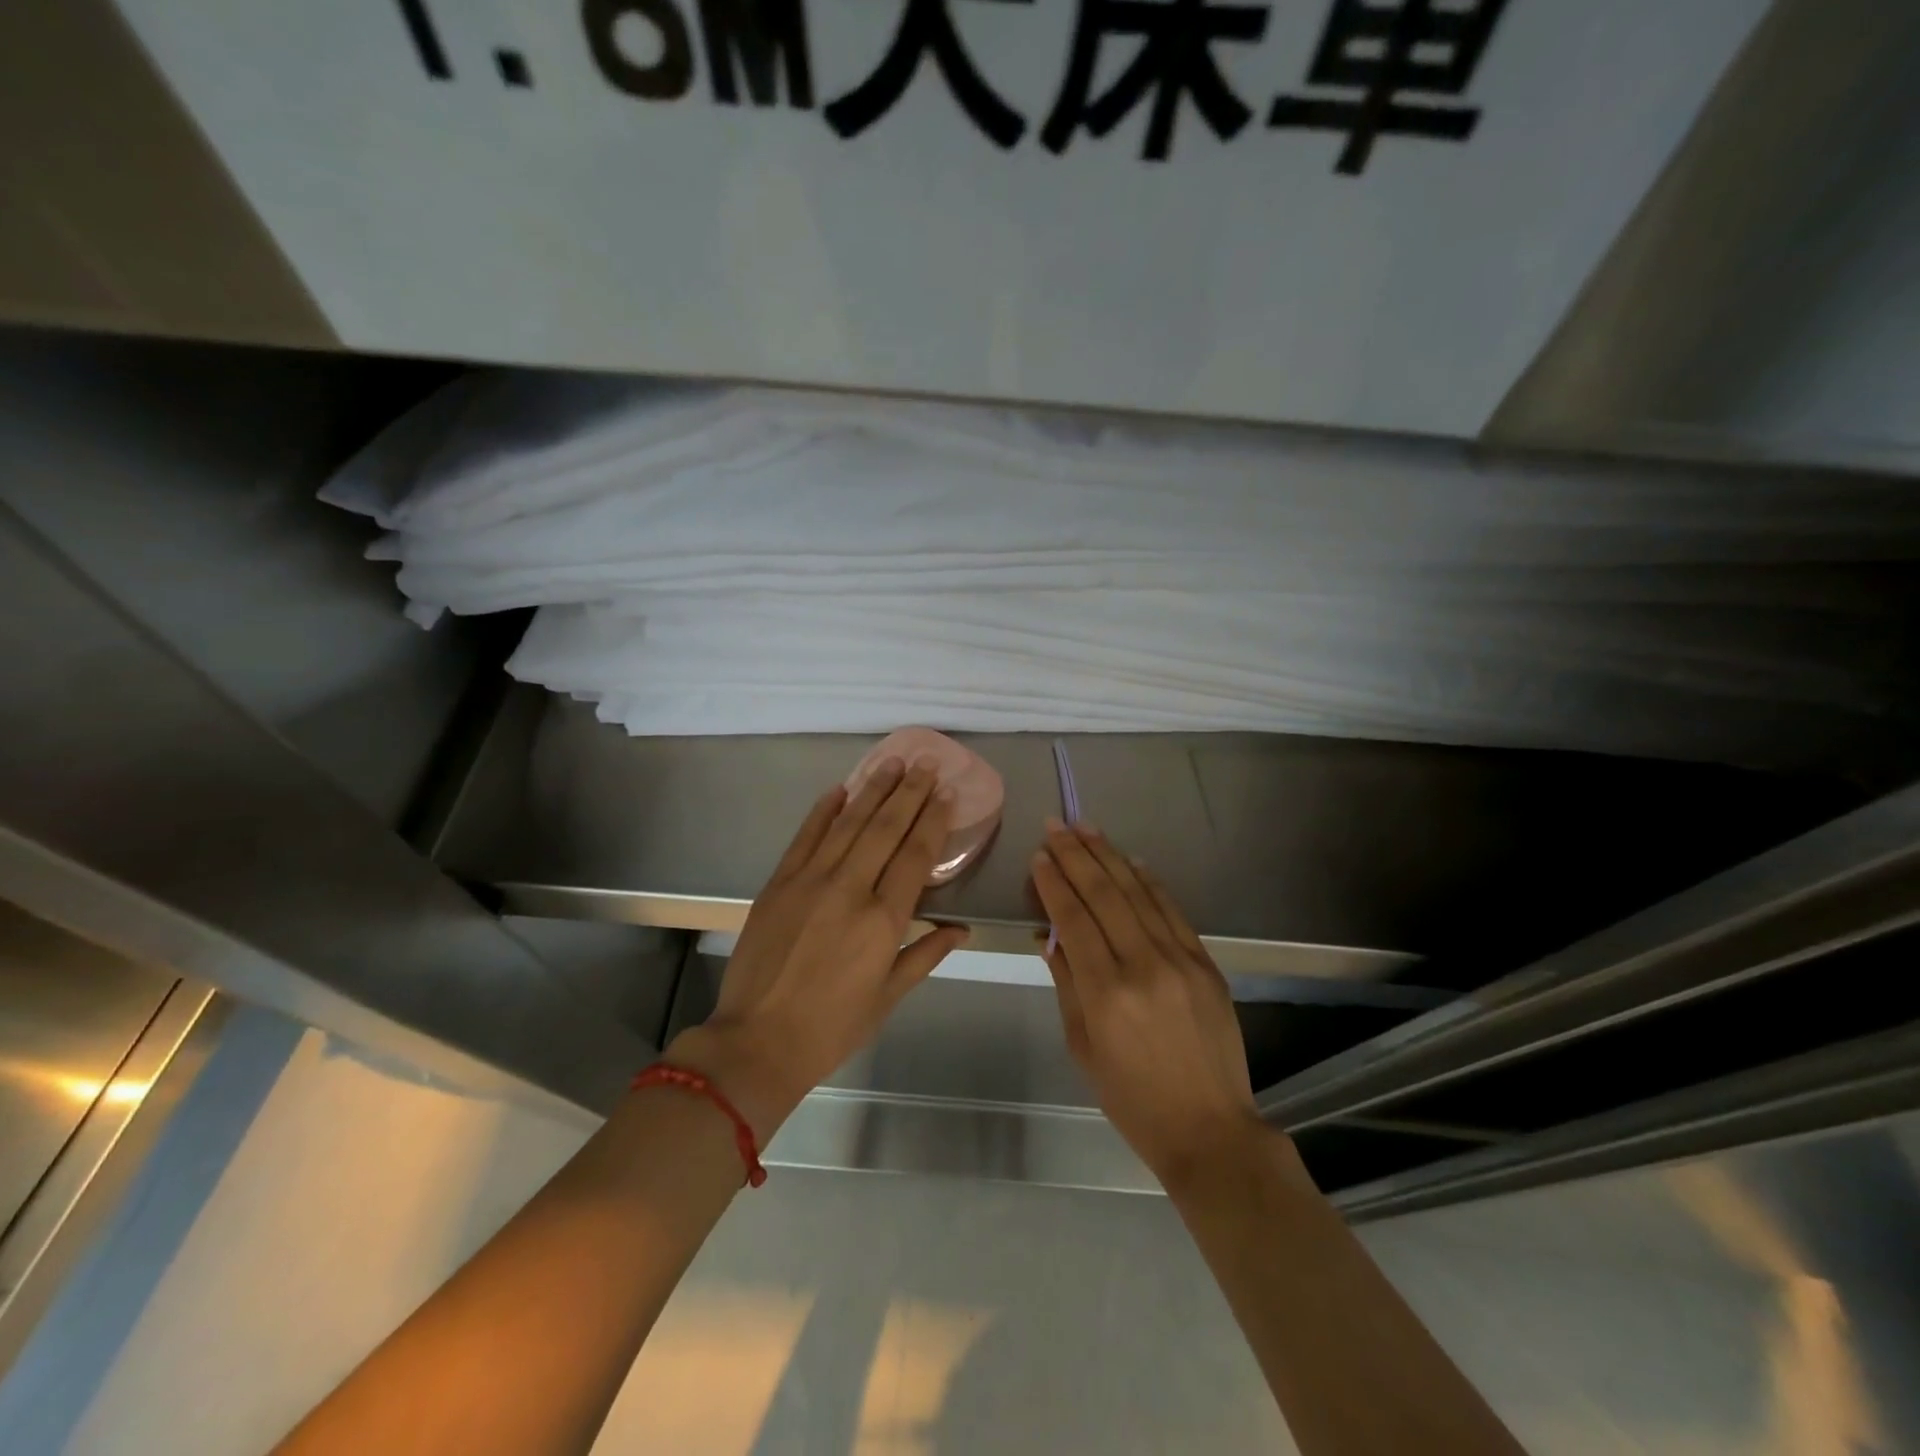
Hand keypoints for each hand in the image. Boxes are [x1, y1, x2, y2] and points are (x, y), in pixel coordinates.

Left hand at [668, 757, 969, 1141]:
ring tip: (892, 762)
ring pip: (848, 824)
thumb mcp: (888, 997)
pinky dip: (823, 811)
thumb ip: (925, 954)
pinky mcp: (778, 883)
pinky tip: (840, 790)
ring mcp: (809, 881)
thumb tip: (961, 929)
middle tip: (926, 764)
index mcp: (882, 921)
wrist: (757, 1041)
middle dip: (909, 793)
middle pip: (885, 829)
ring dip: (872, 790)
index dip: (933, 821)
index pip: (916, 856)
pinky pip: (805, 837)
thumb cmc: (832, 1027)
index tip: (946, 794)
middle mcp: (849, 890)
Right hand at [1032, 819, 1268, 1185]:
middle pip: (1105, 896)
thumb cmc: (1132, 1098)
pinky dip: (1149, 882)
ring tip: (1086, 828)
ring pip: (1138, 894)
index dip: (1054, 884)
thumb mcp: (1083, 1046)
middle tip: (1056, 826)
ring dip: (1110, 857)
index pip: (1074, 920)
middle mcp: (1144, 966)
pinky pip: (1172, 911)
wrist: (1210, 1129)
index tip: (1038, 857)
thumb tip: (1050, 935)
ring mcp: (1180, 960)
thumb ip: (1067, 983)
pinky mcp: (1205, 963)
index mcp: (1106, 993)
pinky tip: (1131, 861)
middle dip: (1076, 856)